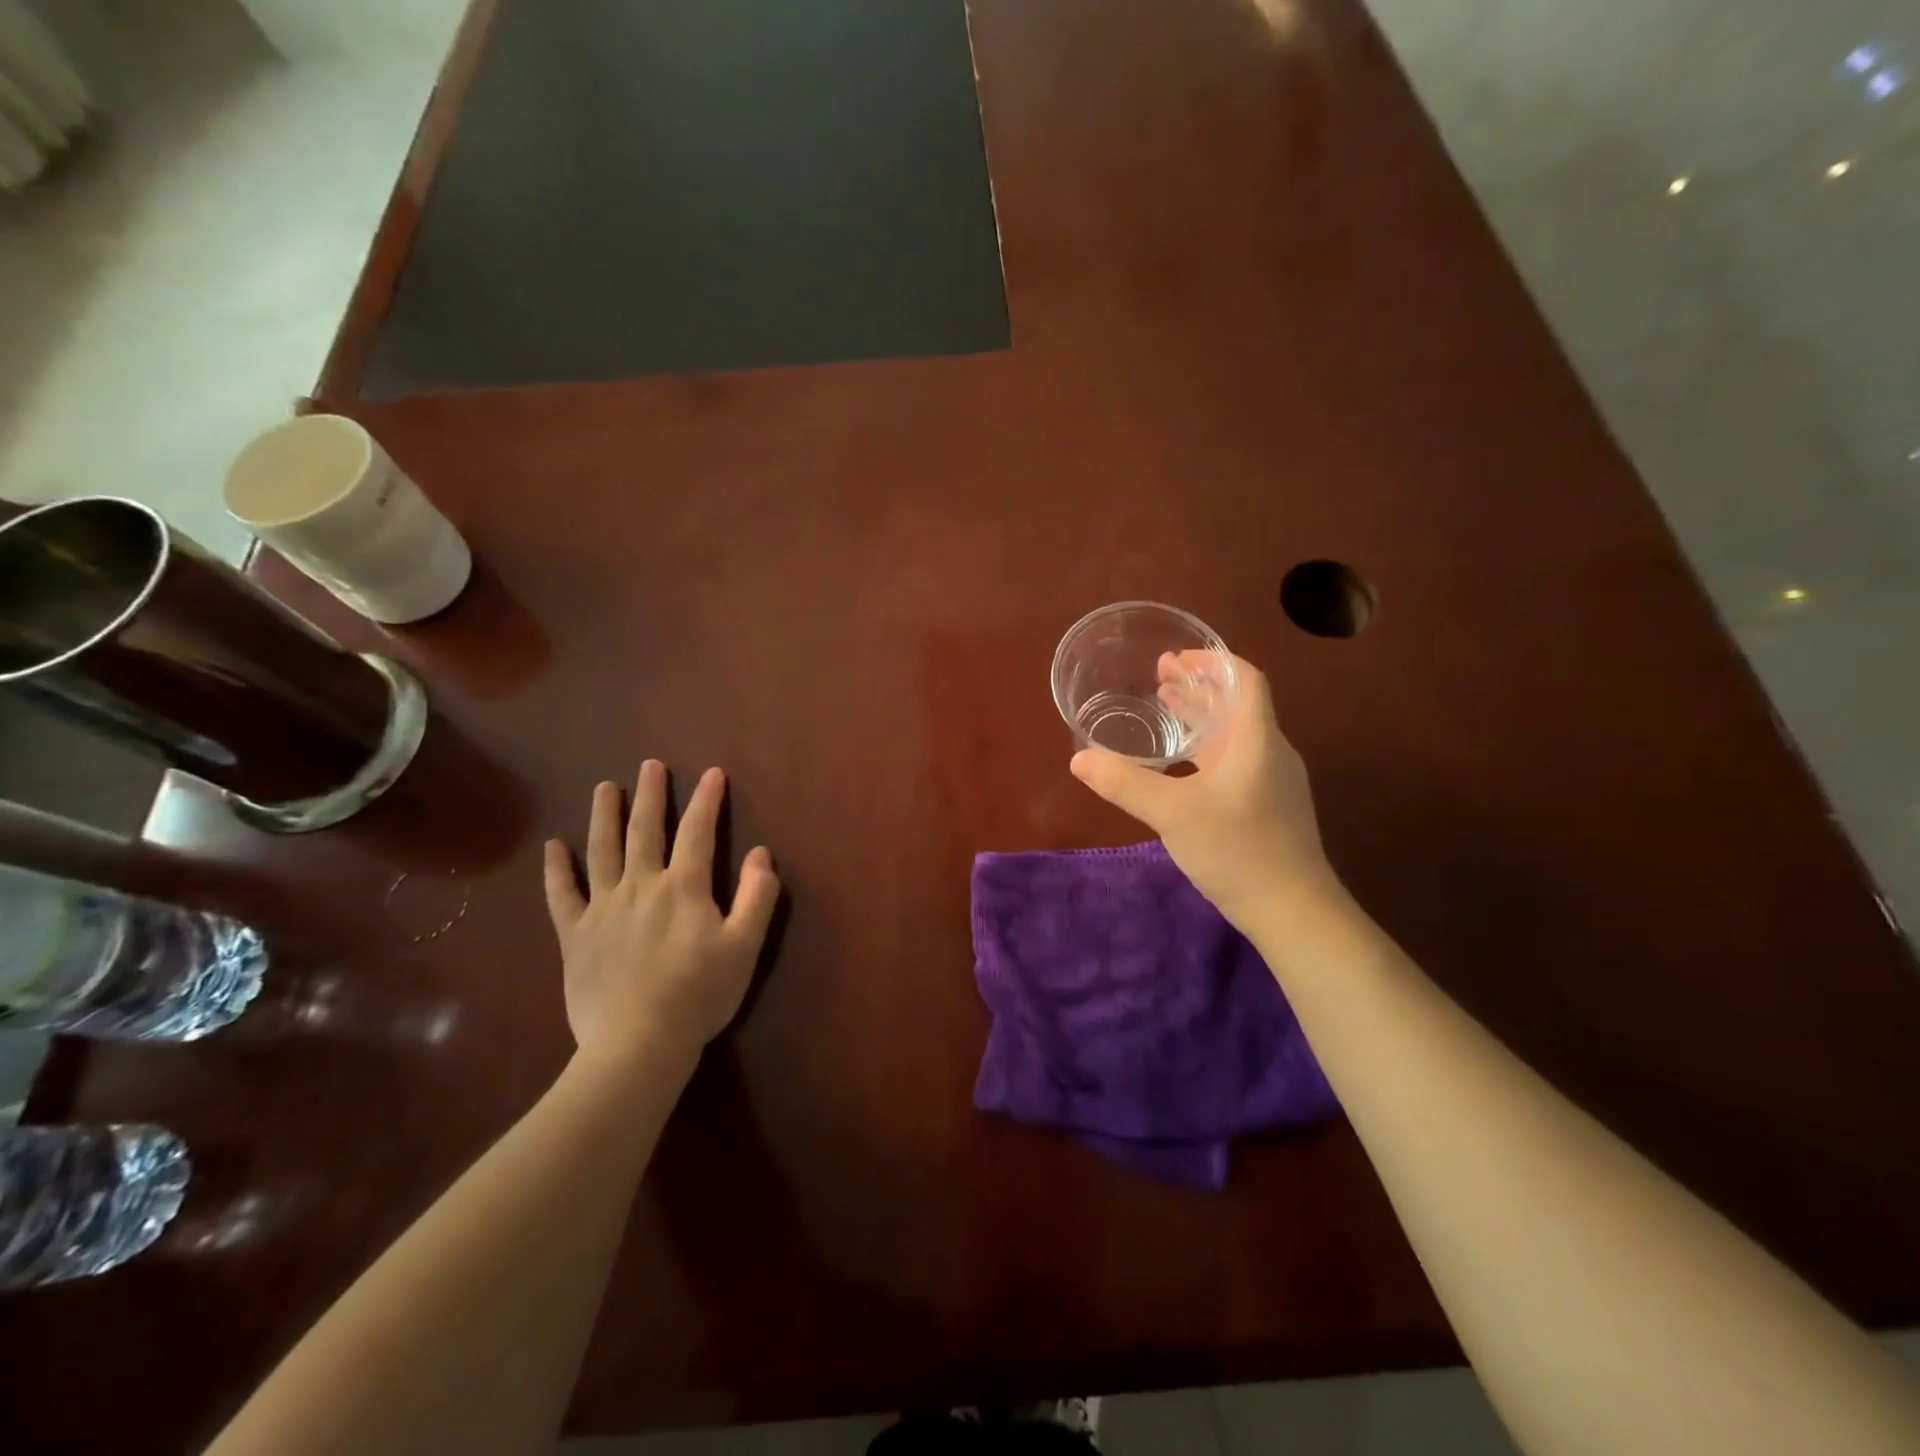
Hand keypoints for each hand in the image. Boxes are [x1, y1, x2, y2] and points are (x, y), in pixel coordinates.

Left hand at [543, 762, 779, 1068]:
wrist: (638, 1043)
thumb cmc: (699, 994)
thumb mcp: (744, 947)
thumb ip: (757, 897)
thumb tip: (762, 854)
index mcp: (684, 888)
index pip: (697, 832)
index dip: (707, 800)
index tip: (713, 773)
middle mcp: (641, 886)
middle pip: (645, 830)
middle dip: (650, 795)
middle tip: (650, 765)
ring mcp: (603, 909)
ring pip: (602, 851)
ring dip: (604, 816)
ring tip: (604, 788)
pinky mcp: (575, 935)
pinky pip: (562, 896)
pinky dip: (556, 870)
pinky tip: (553, 847)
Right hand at [1069, 653, 1337, 929]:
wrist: (1292, 911)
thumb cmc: (1238, 850)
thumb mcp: (1173, 813)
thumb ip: (1125, 783)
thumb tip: (1079, 759)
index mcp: (1257, 740)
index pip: (1245, 680)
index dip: (1212, 662)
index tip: (1176, 658)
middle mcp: (1270, 753)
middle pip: (1236, 704)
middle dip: (1198, 687)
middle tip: (1158, 677)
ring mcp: (1271, 782)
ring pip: (1234, 735)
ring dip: (1201, 717)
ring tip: (1164, 707)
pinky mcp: (1266, 807)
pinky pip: (1234, 761)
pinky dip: (1206, 749)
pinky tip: (1181, 765)